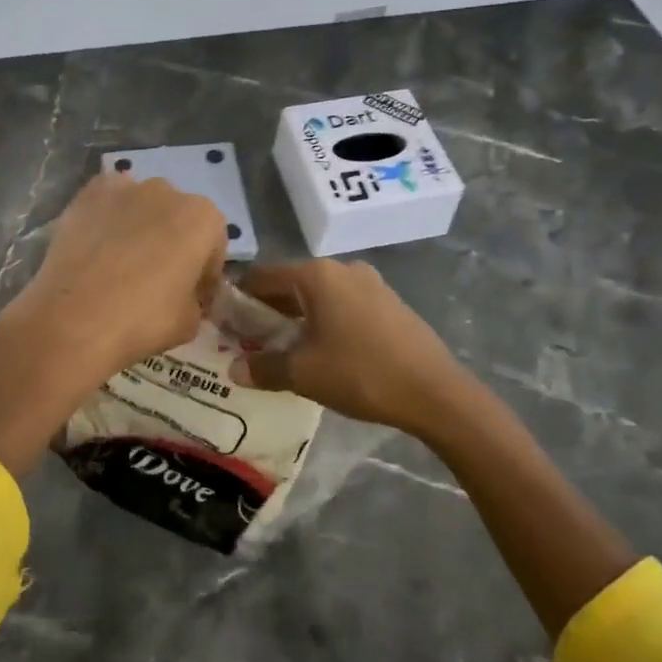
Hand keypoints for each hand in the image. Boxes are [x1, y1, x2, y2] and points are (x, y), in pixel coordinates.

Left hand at [7, 170, 229, 383]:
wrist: (74, 318)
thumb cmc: (142, 320)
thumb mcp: (189, 323)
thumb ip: (195, 300)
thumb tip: (184, 297)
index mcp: (203, 219)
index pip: (213, 245)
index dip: (204, 273)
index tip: (191, 296)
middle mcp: (168, 191)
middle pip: (177, 218)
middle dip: (172, 242)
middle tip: (156, 278)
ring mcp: (125, 188)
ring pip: (142, 206)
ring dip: (140, 226)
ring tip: (121, 262)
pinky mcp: (88, 194)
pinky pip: (108, 202)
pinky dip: (107, 218)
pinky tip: (97, 246)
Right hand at [230, 260, 478, 437]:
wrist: (435, 392)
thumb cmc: (361, 374)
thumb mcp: (303, 374)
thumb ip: (264, 367)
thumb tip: (233, 370)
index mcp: (316, 275)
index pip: (263, 276)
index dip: (240, 298)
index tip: (226, 322)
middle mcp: (342, 269)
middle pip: (291, 283)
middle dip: (268, 310)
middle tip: (249, 339)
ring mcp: (370, 283)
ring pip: (319, 295)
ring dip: (297, 316)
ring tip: (283, 347)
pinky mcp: (389, 302)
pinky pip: (343, 304)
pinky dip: (325, 320)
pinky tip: (324, 349)